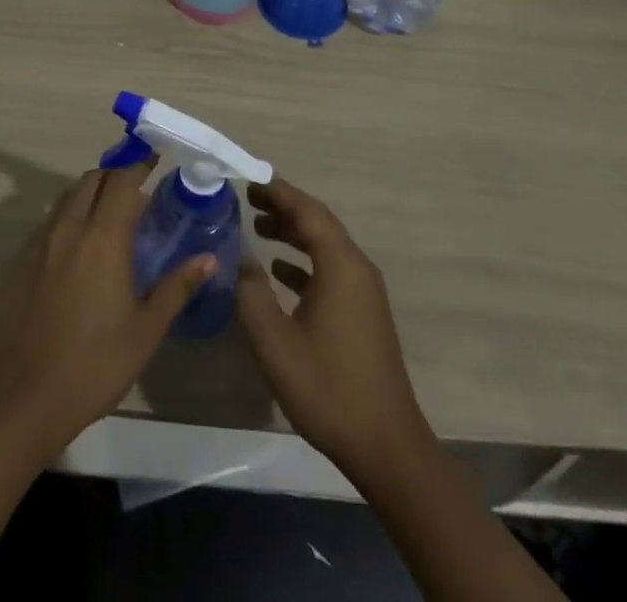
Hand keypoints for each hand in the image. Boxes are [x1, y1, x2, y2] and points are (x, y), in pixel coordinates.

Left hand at [0, 163, 214, 457]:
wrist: (24, 398)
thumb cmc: (95, 364)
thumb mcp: (146, 330)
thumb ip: (177, 287)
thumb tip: (208, 258)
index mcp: (103, 237)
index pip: (122, 180)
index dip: (139, 164)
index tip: (155, 159)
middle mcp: (69, 228)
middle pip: (92, 179)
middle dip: (115, 176)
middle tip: (135, 192)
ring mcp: (38, 243)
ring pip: (67, 198)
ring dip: (89, 195)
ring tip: (108, 219)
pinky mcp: (18, 261)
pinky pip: (47, 223)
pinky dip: (67, 220)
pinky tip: (76, 252)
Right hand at [236, 178, 434, 483]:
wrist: (386, 446)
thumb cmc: (327, 387)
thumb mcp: (275, 342)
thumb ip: (251, 294)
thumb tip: (240, 260)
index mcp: (340, 265)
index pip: (307, 211)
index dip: (278, 192)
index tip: (249, 180)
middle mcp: (357, 268)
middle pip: (318, 223)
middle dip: (284, 208)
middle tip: (249, 200)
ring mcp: (364, 292)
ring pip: (325, 246)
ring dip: (293, 233)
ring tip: (259, 228)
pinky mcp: (364, 313)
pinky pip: (331, 270)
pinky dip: (305, 261)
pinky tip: (279, 270)